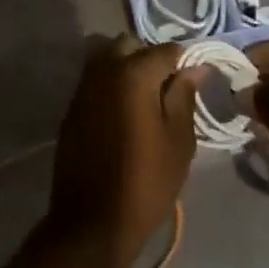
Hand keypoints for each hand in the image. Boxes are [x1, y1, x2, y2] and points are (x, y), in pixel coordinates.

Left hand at [45, 38, 203, 267]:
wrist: (91, 222)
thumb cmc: (146, 182)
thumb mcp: (178, 141)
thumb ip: (184, 96)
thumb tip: (195, 67)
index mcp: (134, 73)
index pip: (167, 50)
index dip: (185, 63)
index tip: (195, 83)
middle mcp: (104, 69)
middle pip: (131, 45)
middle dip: (151, 59)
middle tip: (168, 91)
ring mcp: (84, 86)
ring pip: (108, 58)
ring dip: (127, 68)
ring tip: (145, 102)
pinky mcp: (72, 105)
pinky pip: (95, 79)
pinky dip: (111, 84)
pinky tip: (124, 114)